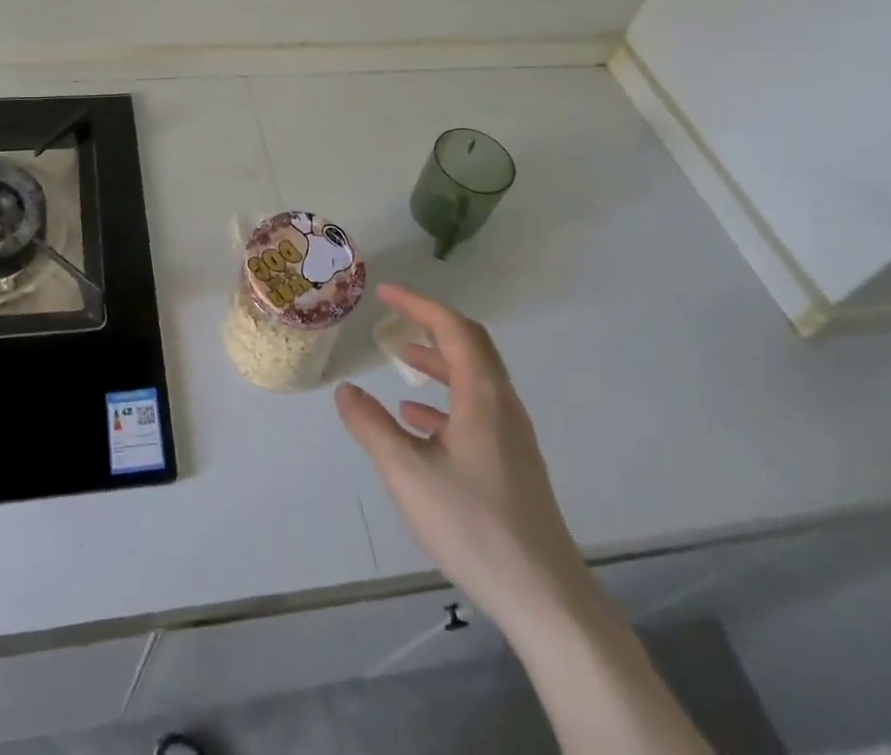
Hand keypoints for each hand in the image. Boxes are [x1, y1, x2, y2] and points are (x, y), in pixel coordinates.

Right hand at [335, 284, 590, 633]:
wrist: (545, 597)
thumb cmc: (474, 525)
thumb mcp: (407, 474)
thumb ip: (372, 427)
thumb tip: (345, 391)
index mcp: (482, 396)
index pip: (452, 328)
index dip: (418, 304)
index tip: (385, 293)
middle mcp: (502, 405)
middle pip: (470, 346)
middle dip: (431, 326)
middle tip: (394, 318)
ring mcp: (512, 436)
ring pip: (474, 379)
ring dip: (438, 362)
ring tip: (401, 360)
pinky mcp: (513, 464)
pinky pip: (477, 410)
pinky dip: (446, 401)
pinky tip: (418, 423)